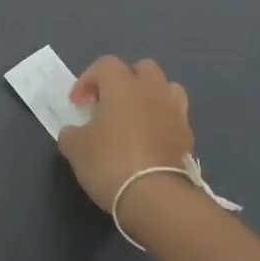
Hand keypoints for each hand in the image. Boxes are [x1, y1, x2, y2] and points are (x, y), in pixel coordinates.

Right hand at [57, 56, 193, 212]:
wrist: (154, 196)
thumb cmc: (109, 162)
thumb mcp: (75, 148)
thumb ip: (71, 133)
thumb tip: (74, 132)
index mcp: (122, 85)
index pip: (104, 64)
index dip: (87, 80)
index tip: (77, 103)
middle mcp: (151, 89)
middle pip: (142, 68)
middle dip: (124, 80)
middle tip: (109, 103)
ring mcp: (174, 111)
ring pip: (165, 88)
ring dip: (149, 96)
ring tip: (135, 117)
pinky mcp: (188, 135)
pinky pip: (175, 116)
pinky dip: (162, 121)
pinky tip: (150, 140)